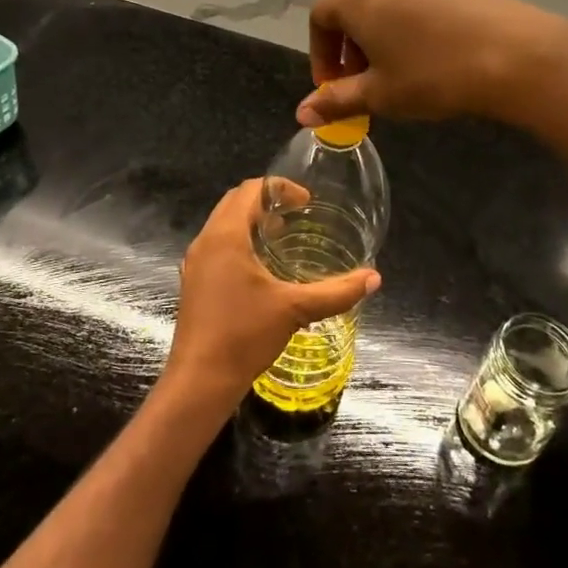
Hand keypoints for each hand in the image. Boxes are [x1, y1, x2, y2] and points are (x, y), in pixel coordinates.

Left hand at [160, 180, 378, 418]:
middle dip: (266, 202)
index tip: (307, 203)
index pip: (250, 189)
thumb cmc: (245, 335)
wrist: (200, 379)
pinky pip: (217, 246)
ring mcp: (195, 262)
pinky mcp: (194, 281)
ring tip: (283, 239)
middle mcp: (205, 241)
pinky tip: (262, 270)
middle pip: (234, 202)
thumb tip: (374, 278)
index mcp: (225, 235)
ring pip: (223, 225)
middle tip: (298, 216)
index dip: (280, 188)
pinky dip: (239, 243)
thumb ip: (336, 292)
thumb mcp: (296, 310)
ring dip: (252, 222)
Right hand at [297, 0, 567, 127]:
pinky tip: (426, 59)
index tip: (334, 88)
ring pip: (380, 6)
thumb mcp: (380, 94)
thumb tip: (302, 114)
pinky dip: (403, 29)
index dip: (320, 55)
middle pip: (348, 8)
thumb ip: (336, 102)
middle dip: (347, 48)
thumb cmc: (432, 75)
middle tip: (361, 84)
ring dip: (375, 39)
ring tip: (394, 74)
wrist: (514, 54)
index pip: (319, 19)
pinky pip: (409, 4)